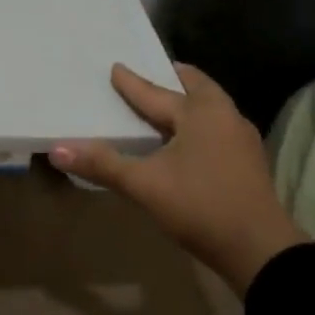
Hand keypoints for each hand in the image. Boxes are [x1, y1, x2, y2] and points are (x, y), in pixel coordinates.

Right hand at [50, 63, 307, 294]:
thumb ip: (102, 165)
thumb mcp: (145, 185)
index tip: (116, 67)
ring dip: (189, 101)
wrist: (258, 248)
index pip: (157, 93)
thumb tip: (56, 149)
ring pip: (211, 108)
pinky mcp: (248, 161)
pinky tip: (188, 140)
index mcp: (201, 113)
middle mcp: (225, 116)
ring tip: (168, 104)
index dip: (132, 83)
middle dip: (174, 80)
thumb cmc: (200, 206)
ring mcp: (242, 139)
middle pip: (197, 88)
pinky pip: (218, 128)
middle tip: (154, 74)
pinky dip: (199, 123)